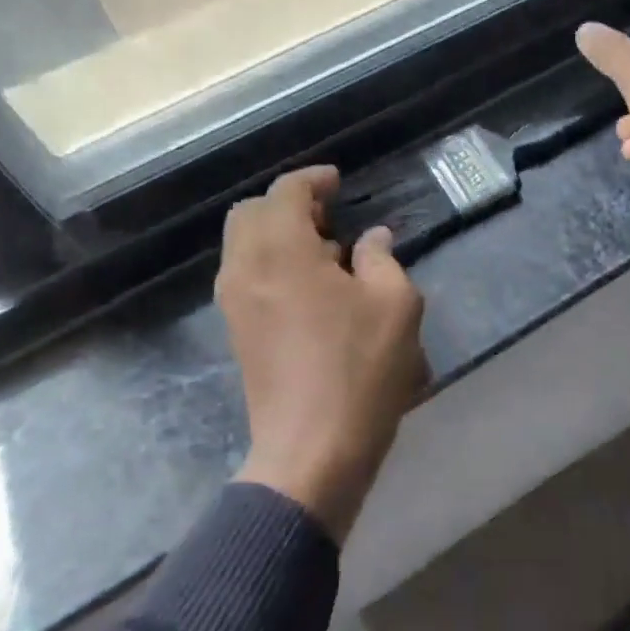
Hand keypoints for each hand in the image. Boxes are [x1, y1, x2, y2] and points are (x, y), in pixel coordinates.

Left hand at [217, 165, 428, 542]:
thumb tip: (371, 239)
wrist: (312, 451)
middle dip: (289, 204)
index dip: (313, 180)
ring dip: (279, 234)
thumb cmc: (359, 370)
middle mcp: (246, 268)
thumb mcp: (394, 304)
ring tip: (328, 254)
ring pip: (244, 245)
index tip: (339, 182)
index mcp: (282, 250)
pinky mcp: (236, 332)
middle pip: (251, 212)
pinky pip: (246, 275)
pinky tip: (312, 288)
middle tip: (330, 216)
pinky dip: (272, 263)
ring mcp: (235, 302)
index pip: (285, 192)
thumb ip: (382, 259)